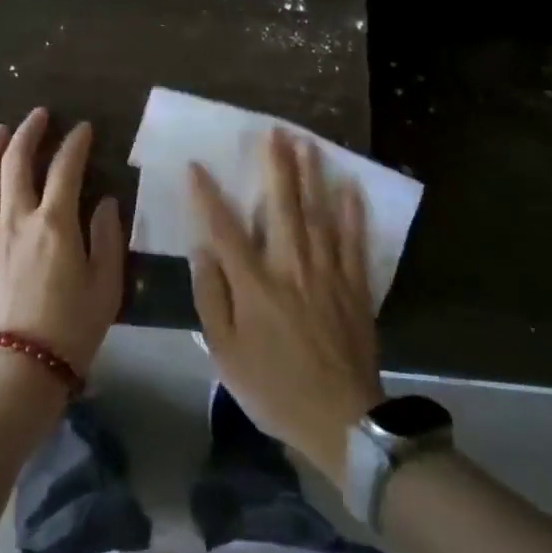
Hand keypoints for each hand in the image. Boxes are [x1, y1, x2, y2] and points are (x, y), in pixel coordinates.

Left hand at [0, 108, 124, 378]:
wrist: (19, 372)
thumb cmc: (71, 329)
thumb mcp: (106, 285)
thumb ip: (108, 238)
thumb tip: (106, 204)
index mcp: (54, 223)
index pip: (66, 167)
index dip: (75, 143)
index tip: (83, 128)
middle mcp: (15, 219)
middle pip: (16, 161)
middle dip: (29, 131)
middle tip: (39, 116)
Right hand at [189, 130, 383, 484]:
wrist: (342, 421)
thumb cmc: (274, 388)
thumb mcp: (225, 353)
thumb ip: (212, 297)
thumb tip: (203, 250)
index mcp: (255, 284)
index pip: (225, 228)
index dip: (208, 195)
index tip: (196, 165)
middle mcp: (291, 267)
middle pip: (282, 206)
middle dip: (276, 165)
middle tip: (274, 131)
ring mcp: (327, 273)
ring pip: (318, 213)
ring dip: (312, 175)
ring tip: (307, 143)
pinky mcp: (354, 286)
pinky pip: (354, 240)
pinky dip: (352, 212)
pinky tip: (350, 186)